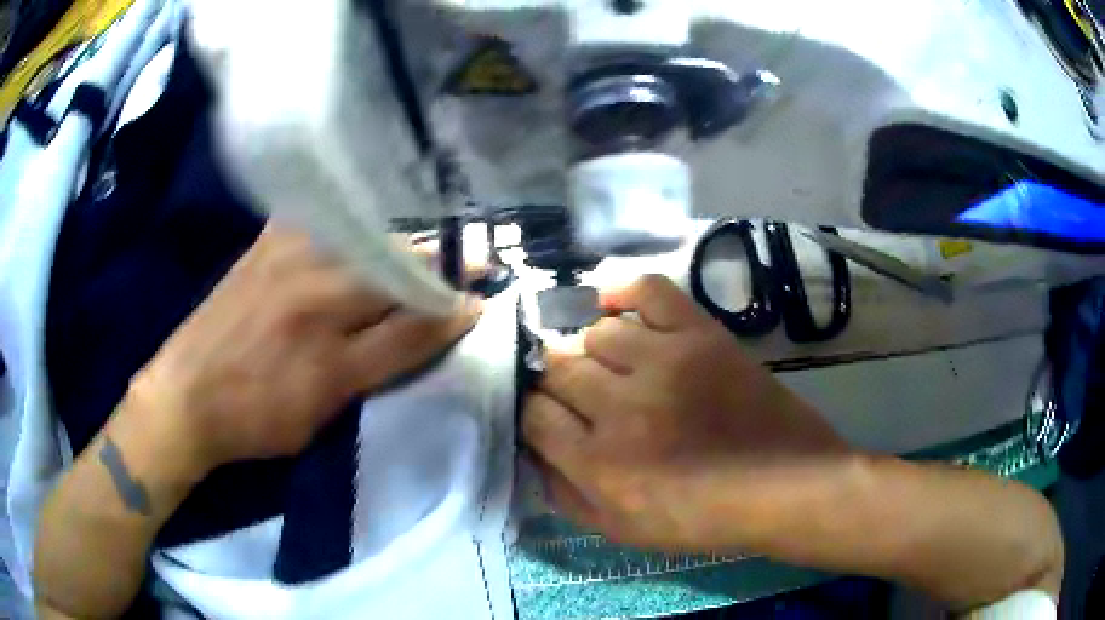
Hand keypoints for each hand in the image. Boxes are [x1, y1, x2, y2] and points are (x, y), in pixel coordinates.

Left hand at [131, 223, 480, 471]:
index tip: (483, 301)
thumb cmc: (256, 418)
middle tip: (474, 262)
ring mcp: (288, 259)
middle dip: (443, 265)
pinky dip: (353, 217)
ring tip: (427, 249)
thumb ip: (384, 367)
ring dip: (406, 241)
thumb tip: (436, 330)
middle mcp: (315, 296)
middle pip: (397, 270)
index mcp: (331, 354)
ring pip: (368, 238)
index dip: (454, 311)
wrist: (186, 396)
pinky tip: (365, 223)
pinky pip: (321, 216)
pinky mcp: (266, 242)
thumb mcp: (325, 411)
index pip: (414, 324)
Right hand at [523, 275, 851, 552]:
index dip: (534, 413)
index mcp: (597, 463)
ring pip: (596, 333)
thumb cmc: (702, 518)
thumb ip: (565, 494)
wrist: (783, 485)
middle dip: (558, 382)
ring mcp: (662, 361)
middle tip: (581, 396)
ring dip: (595, 352)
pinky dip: (624, 292)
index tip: (549, 417)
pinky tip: (615, 307)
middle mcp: (619, 405)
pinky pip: (648, 291)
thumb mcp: (620, 530)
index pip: (533, 415)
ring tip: (615, 369)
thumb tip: (533, 452)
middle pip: (558, 367)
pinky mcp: (700, 335)